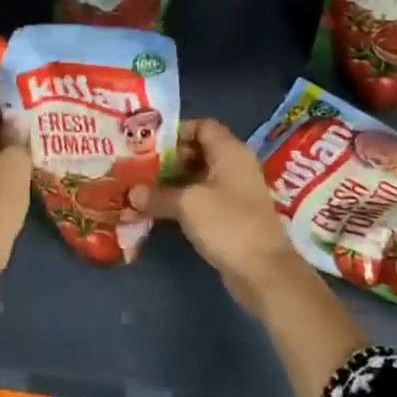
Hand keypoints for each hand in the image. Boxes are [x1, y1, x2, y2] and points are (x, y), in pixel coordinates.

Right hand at [132, 119, 304, 311]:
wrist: (264, 271)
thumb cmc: (227, 224)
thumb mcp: (187, 204)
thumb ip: (158, 195)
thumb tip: (132, 193)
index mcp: (230, 151)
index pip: (203, 125)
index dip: (177, 131)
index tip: (150, 142)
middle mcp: (235, 166)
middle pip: (199, 150)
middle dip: (170, 158)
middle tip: (140, 165)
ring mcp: (236, 192)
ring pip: (200, 176)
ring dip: (174, 181)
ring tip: (144, 186)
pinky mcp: (233, 215)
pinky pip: (204, 198)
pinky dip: (184, 200)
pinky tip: (161, 209)